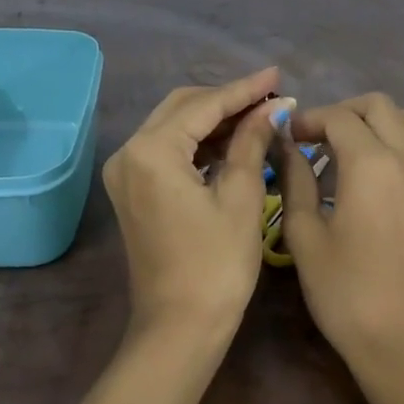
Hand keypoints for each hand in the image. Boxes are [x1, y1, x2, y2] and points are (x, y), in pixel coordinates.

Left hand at [102, 67, 289, 339]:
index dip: (244, 89)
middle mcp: (129, 152)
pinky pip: (168, 151)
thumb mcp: (240, 197)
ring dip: (214, 120)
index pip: (204, 105)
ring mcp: (126, 172)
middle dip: (227, 100)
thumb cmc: (216, 265)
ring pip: (174, 127)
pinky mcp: (133, 190)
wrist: (179, 329)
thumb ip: (251, 141)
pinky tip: (234, 141)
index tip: (277, 75)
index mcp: (151, 151)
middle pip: (182, 108)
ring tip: (260, 115)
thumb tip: (272, 107)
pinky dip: (200, 143)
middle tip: (271, 96)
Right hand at [277, 92, 403, 369]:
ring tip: (340, 150)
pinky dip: (392, 139)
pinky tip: (367, 170)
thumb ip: (295, 180)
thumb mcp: (305, 234)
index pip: (338, 117)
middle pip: (377, 105)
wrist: (403, 339)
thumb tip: (286, 146)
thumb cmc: (345, 291)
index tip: (286, 138)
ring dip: (370, 122)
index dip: (308, 120)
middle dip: (341, 111)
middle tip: (312, 138)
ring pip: (403, 119)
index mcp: (372, 163)